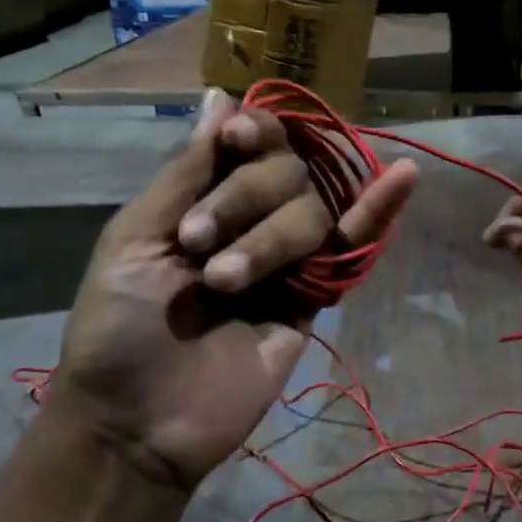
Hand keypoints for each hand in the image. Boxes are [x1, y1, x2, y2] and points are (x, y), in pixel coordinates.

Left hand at [48, 89, 417, 492]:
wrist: (139, 423)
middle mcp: (248, 222)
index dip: (253, 133)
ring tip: (225, 284)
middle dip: (245, 197)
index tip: (239, 140)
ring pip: (312, 210)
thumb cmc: (117, 329)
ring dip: (271, 237)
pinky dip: (379, 213)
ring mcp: (285, 262)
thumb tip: (220, 99)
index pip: (247, 145)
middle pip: (285, 172)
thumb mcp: (135, 239)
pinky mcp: (313, 300)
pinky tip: (403, 176)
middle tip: (199, 245)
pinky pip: (350, 250)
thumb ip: (187, 173)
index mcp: (202, 202)